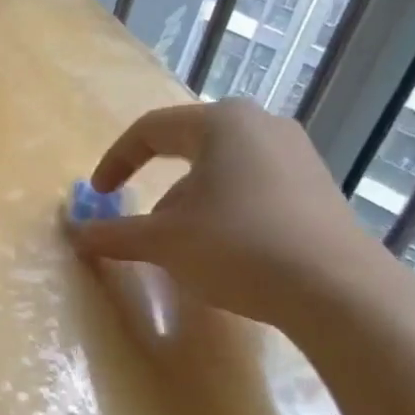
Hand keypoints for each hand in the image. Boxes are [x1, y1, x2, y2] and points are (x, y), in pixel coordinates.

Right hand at [68, 99, 391, 327]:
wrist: (339, 292)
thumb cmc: (238, 247)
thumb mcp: (163, 241)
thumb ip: (113, 233)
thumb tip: (74, 234)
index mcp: (221, 123)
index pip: (150, 129)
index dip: (115, 161)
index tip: (99, 195)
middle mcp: (261, 125)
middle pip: (188, 146)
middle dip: (156, 184)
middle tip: (142, 218)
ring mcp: (297, 155)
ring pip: (221, 169)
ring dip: (190, 201)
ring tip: (183, 242)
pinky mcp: (318, 187)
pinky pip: (253, 186)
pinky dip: (224, 209)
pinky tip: (225, 249)